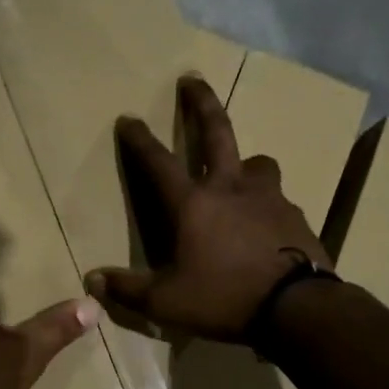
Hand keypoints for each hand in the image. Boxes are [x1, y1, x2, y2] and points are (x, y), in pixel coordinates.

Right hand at [86, 75, 331, 342]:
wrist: (296, 308)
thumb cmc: (223, 298)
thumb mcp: (166, 302)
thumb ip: (129, 290)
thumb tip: (92, 281)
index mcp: (194, 204)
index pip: (158, 163)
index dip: (140, 140)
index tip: (129, 117)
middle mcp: (231, 189)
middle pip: (216, 132)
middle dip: (200, 103)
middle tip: (192, 79)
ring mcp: (268, 198)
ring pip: (258, 164)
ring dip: (246, 163)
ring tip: (243, 174)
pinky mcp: (296, 216)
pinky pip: (278, 200)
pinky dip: (267, 205)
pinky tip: (267, 225)